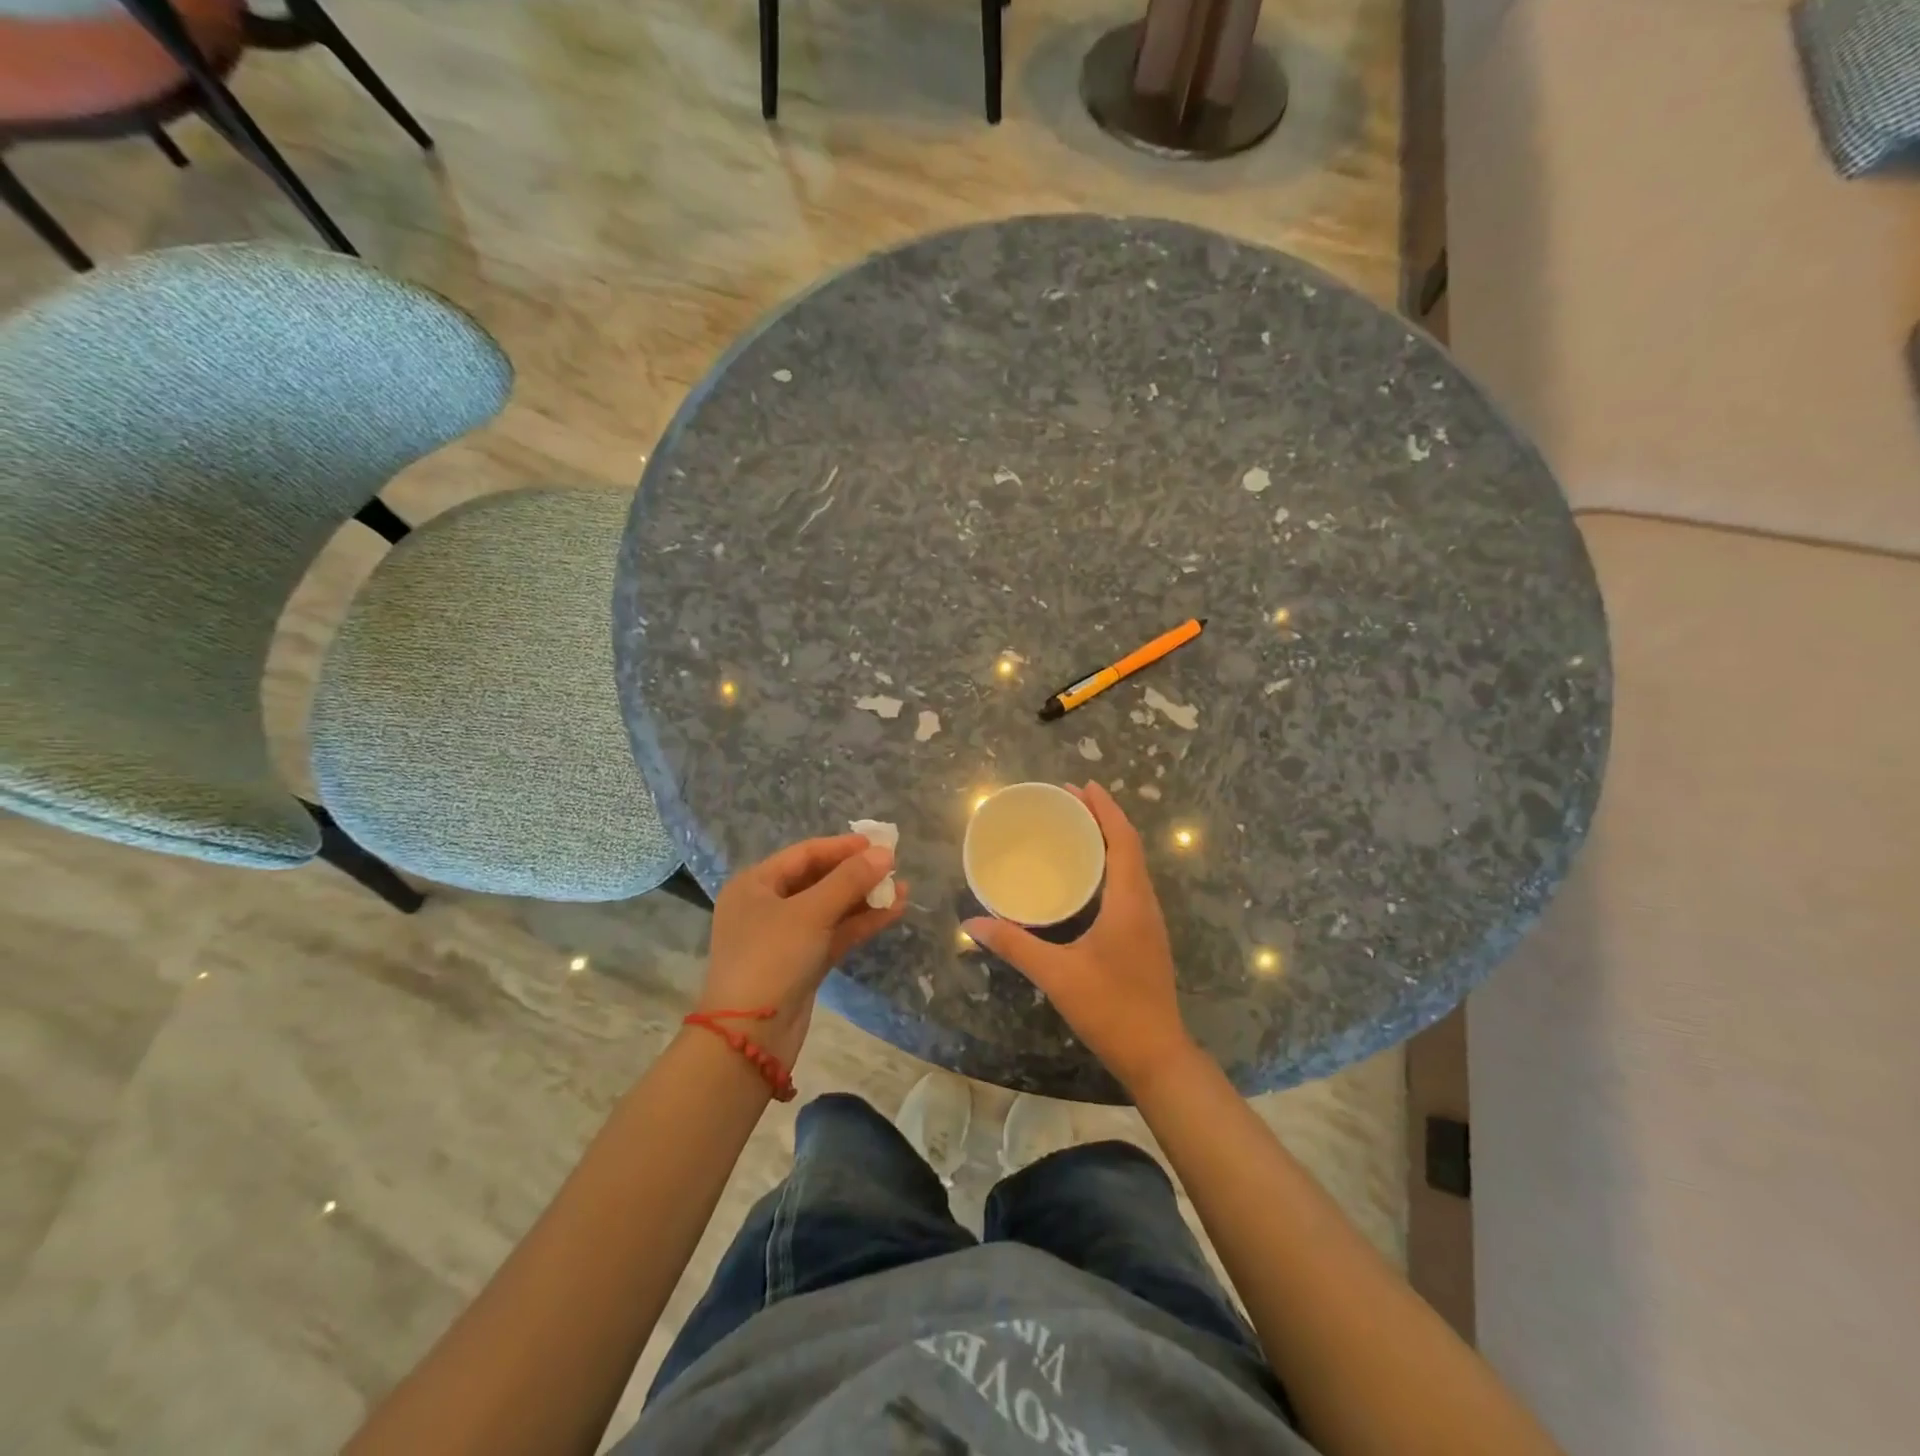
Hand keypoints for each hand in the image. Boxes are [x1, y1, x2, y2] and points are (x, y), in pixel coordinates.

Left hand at [700, 835, 906, 1065]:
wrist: (750, 1036)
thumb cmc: (772, 958)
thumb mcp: (811, 912)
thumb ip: (850, 880)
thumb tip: (885, 853)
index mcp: (755, 885)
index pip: (805, 854)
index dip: (843, 847)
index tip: (879, 844)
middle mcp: (766, 906)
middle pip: (818, 880)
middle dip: (857, 874)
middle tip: (894, 867)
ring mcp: (784, 937)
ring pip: (830, 909)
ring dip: (864, 899)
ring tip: (903, 890)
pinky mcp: (801, 963)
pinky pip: (834, 933)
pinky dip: (860, 923)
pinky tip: (892, 913)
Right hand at [964, 782, 1198, 1093]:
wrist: (1156, 1054)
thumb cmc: (1110, 1008)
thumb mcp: (1057, 974)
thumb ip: (1014, 945)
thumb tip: (972, 922)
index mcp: (1129, 901)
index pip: (1122, 840)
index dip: (1105, 809)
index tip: (1082, 785)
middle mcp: (1145, 903)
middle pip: (1129, 846)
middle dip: (1102, 818)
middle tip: (1069, 801)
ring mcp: (1149, 921)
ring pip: (1132, 866)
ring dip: (1109, 841)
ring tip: (1076, 829)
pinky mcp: (1145, 937)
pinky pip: (1130, 885)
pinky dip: (1111, 865)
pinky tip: (1087, 877)